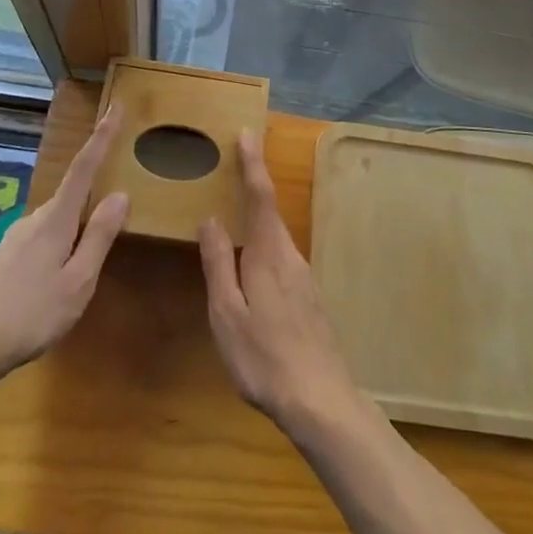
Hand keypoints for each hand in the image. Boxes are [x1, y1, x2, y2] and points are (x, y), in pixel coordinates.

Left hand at [0, 106, 128, 385]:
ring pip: (58, 220)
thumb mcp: (78, 281)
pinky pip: (44, 237)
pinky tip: (58, 278)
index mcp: (56, 219)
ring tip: (87, 262)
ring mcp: (17, 237)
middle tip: (117, 205)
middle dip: (94, 192)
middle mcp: (35, 218)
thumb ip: (99, 236)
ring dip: (76, 228)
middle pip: (72, 194)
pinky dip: (60, 244)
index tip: (116, 106)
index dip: (102, 136)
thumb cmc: (31, 314)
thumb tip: (120, 193)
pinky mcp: (7, 257)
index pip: (84, 166)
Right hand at [198, 130, 362, 442]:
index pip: (260, 196)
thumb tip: (211, 219)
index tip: (247, 133)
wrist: (321, 400)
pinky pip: (281, 256)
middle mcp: (290, 256)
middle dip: (254, 183)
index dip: (252, 163)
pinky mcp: (308, 297)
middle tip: (234, 162)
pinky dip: (264, 243)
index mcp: (269, 253)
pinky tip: (252, 263)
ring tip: (235, 211)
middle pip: (269, 211)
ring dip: (258, 215)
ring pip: (275, 236)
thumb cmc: (265, 357)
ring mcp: (303, 277)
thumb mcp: (228, 314)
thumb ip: (219, 264)